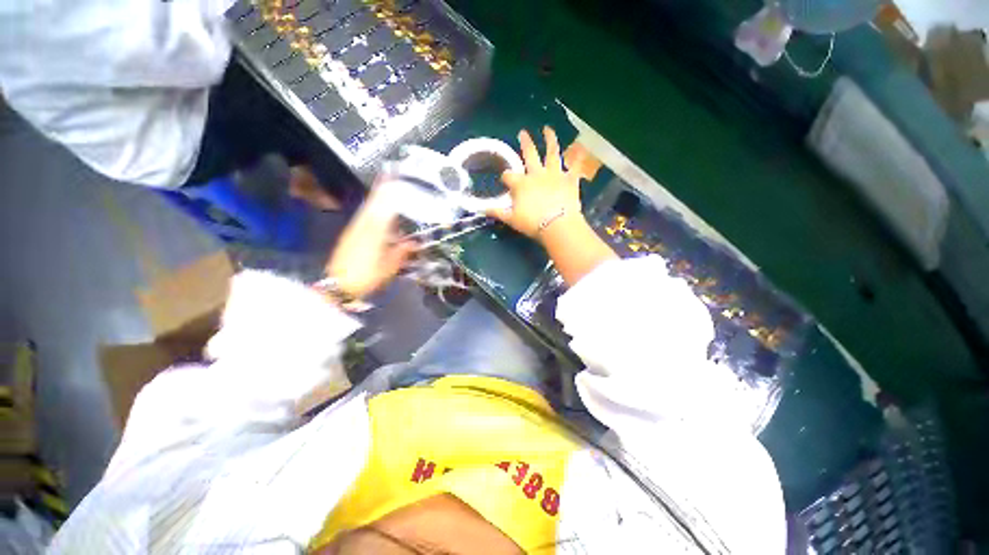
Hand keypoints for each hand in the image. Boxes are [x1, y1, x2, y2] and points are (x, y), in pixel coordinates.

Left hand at [325, 186, 416, 299]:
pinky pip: (362, 217)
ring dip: (375, 198)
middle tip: (389, 176)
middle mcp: (362, 226)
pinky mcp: (349, 236)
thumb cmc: (366, 277)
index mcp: (374, 232)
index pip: (382, 206)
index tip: (392, 176)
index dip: (387, 191)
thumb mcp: (389, 267)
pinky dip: (369, 210)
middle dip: (381, 190)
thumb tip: (414, 242)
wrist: (337, 285)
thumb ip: (401, 252)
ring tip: (385, 190)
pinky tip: (375, 213)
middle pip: (372, 203)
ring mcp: (353, 230)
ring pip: (366, 209)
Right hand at [489, 126, 586, 238]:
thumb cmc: (532, 223)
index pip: (509, 176)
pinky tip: (581, 148)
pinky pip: (575, 166)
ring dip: (550, 140)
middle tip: (523, 132)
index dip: (505, 177)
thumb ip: (497, 212)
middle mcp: (537, 174)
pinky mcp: (570, 179)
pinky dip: (578, 157)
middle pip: (529, 155)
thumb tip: (482, 209)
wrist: (557, 225)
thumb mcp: (511, 219)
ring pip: (552, 153)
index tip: (505, 180)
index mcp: (521, 183)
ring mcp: (554, 174)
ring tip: (548, 129)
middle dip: (525, 143)